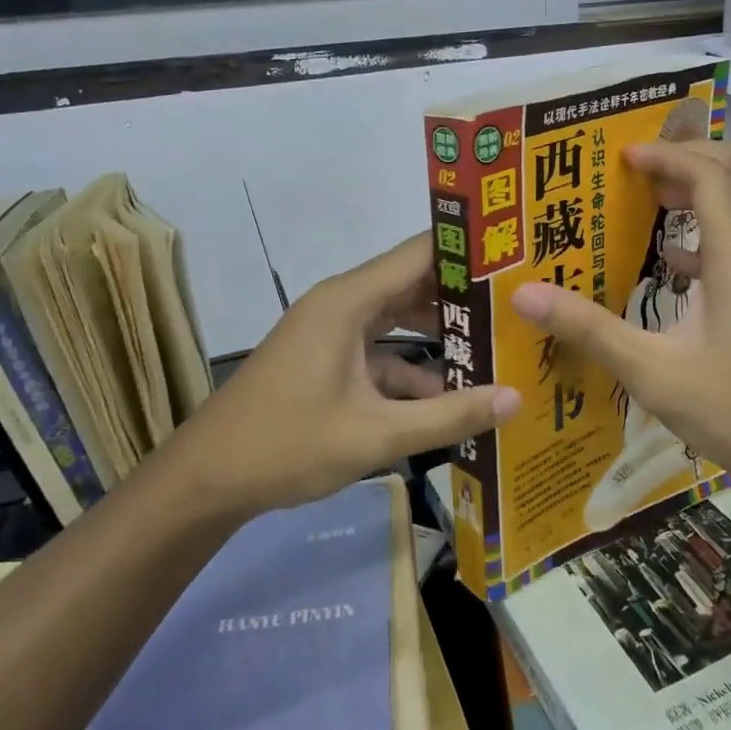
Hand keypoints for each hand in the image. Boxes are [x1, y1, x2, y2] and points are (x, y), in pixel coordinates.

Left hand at [162, 233, 519, 513]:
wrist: (207, 480)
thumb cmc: (286, 446)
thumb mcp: (375, 435)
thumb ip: (448, 415)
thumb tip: (516, 398)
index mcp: (348, 301)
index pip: (420, 252)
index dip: (469, 250)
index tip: (520, 256)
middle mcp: (342, 304)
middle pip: (414, 283)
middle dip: (466, 295)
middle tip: (523, 304)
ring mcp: (333, 333)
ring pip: (400, 320)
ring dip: (443, 335)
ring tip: (502, 346)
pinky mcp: (329, 361)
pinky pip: (382, 352)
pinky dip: (414, 369)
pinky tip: (453, 397)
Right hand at [511, 141, 730, 512]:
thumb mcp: (655, 374)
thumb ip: (590, 330)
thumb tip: (524, 295)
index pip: (709, 174)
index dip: (665, 155)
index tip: (622, 156)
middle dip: (700, 155)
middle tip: (650, 170)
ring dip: (713, 192)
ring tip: (659, 205)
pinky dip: (721, 235)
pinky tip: (682, 269)